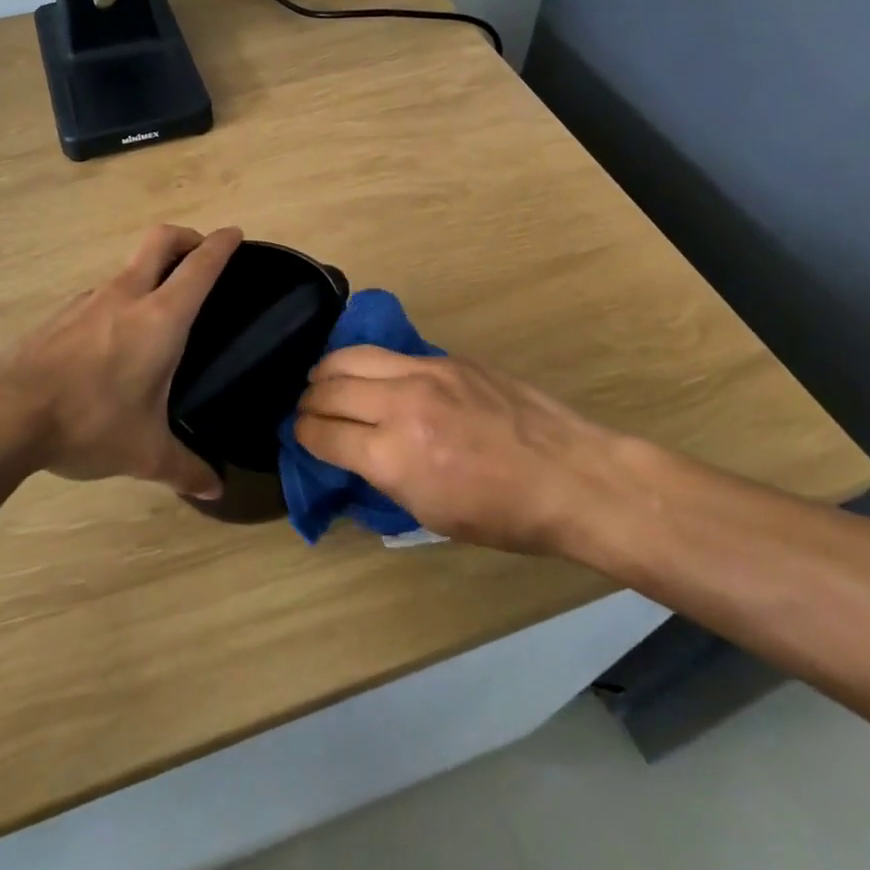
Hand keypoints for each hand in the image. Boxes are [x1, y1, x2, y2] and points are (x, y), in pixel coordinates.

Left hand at [0, 224, 241, 498]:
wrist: (5, 412)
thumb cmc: (89, 421)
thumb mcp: (144, 451)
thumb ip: (185, 468)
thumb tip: (215, 489)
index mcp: (160, 317)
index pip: (200, 266)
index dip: (221, 245)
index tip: (235, 234)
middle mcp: (127, 295)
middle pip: (160, 240)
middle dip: (186, 237)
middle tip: (200, 255)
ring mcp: (89, 300)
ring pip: (128, 267)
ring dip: (150, 271)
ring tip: (159, 309)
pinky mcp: (61, 315)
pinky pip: (101, 294)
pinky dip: (120, 299)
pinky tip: (115, 339)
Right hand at [294, 346, 632, 556]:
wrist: (571, 476)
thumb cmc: (503, 516)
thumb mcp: (429, 513)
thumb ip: (382, 476)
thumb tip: (353, 454)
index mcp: (393, 454)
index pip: (323, 433)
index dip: (302, 435)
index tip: (299, 436)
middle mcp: (401, 403)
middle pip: (329, 386)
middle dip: (308, 401)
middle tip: (307, 410)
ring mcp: (426, 372)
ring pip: (352, 356)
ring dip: (328, 371)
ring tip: (324, 381)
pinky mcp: (447, 358)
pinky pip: (390, 354)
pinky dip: (367, 364)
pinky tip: (371, 375)